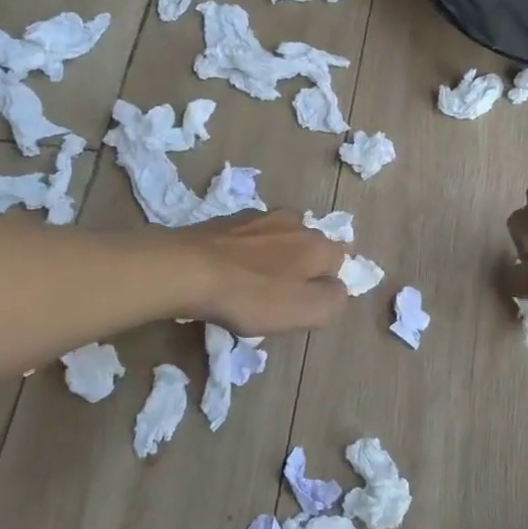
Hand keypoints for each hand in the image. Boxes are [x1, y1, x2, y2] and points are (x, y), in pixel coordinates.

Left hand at [182, 211, 348, 335]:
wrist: (188, 269)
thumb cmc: (252, 296)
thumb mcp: (304, 311)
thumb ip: (333, 300)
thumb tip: (336, 288)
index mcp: (318, 244)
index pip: (339, 261)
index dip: (324, 284)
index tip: (303, 304)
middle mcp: (295, 222)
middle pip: (309, 246)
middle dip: (301, 266)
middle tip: (279, 294)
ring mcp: (260, 216)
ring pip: (279, 237)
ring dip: (273, 254)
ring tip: (253, 279)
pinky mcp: (229, 219)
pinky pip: (249, 236)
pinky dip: (246, 249)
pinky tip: (230, 267)